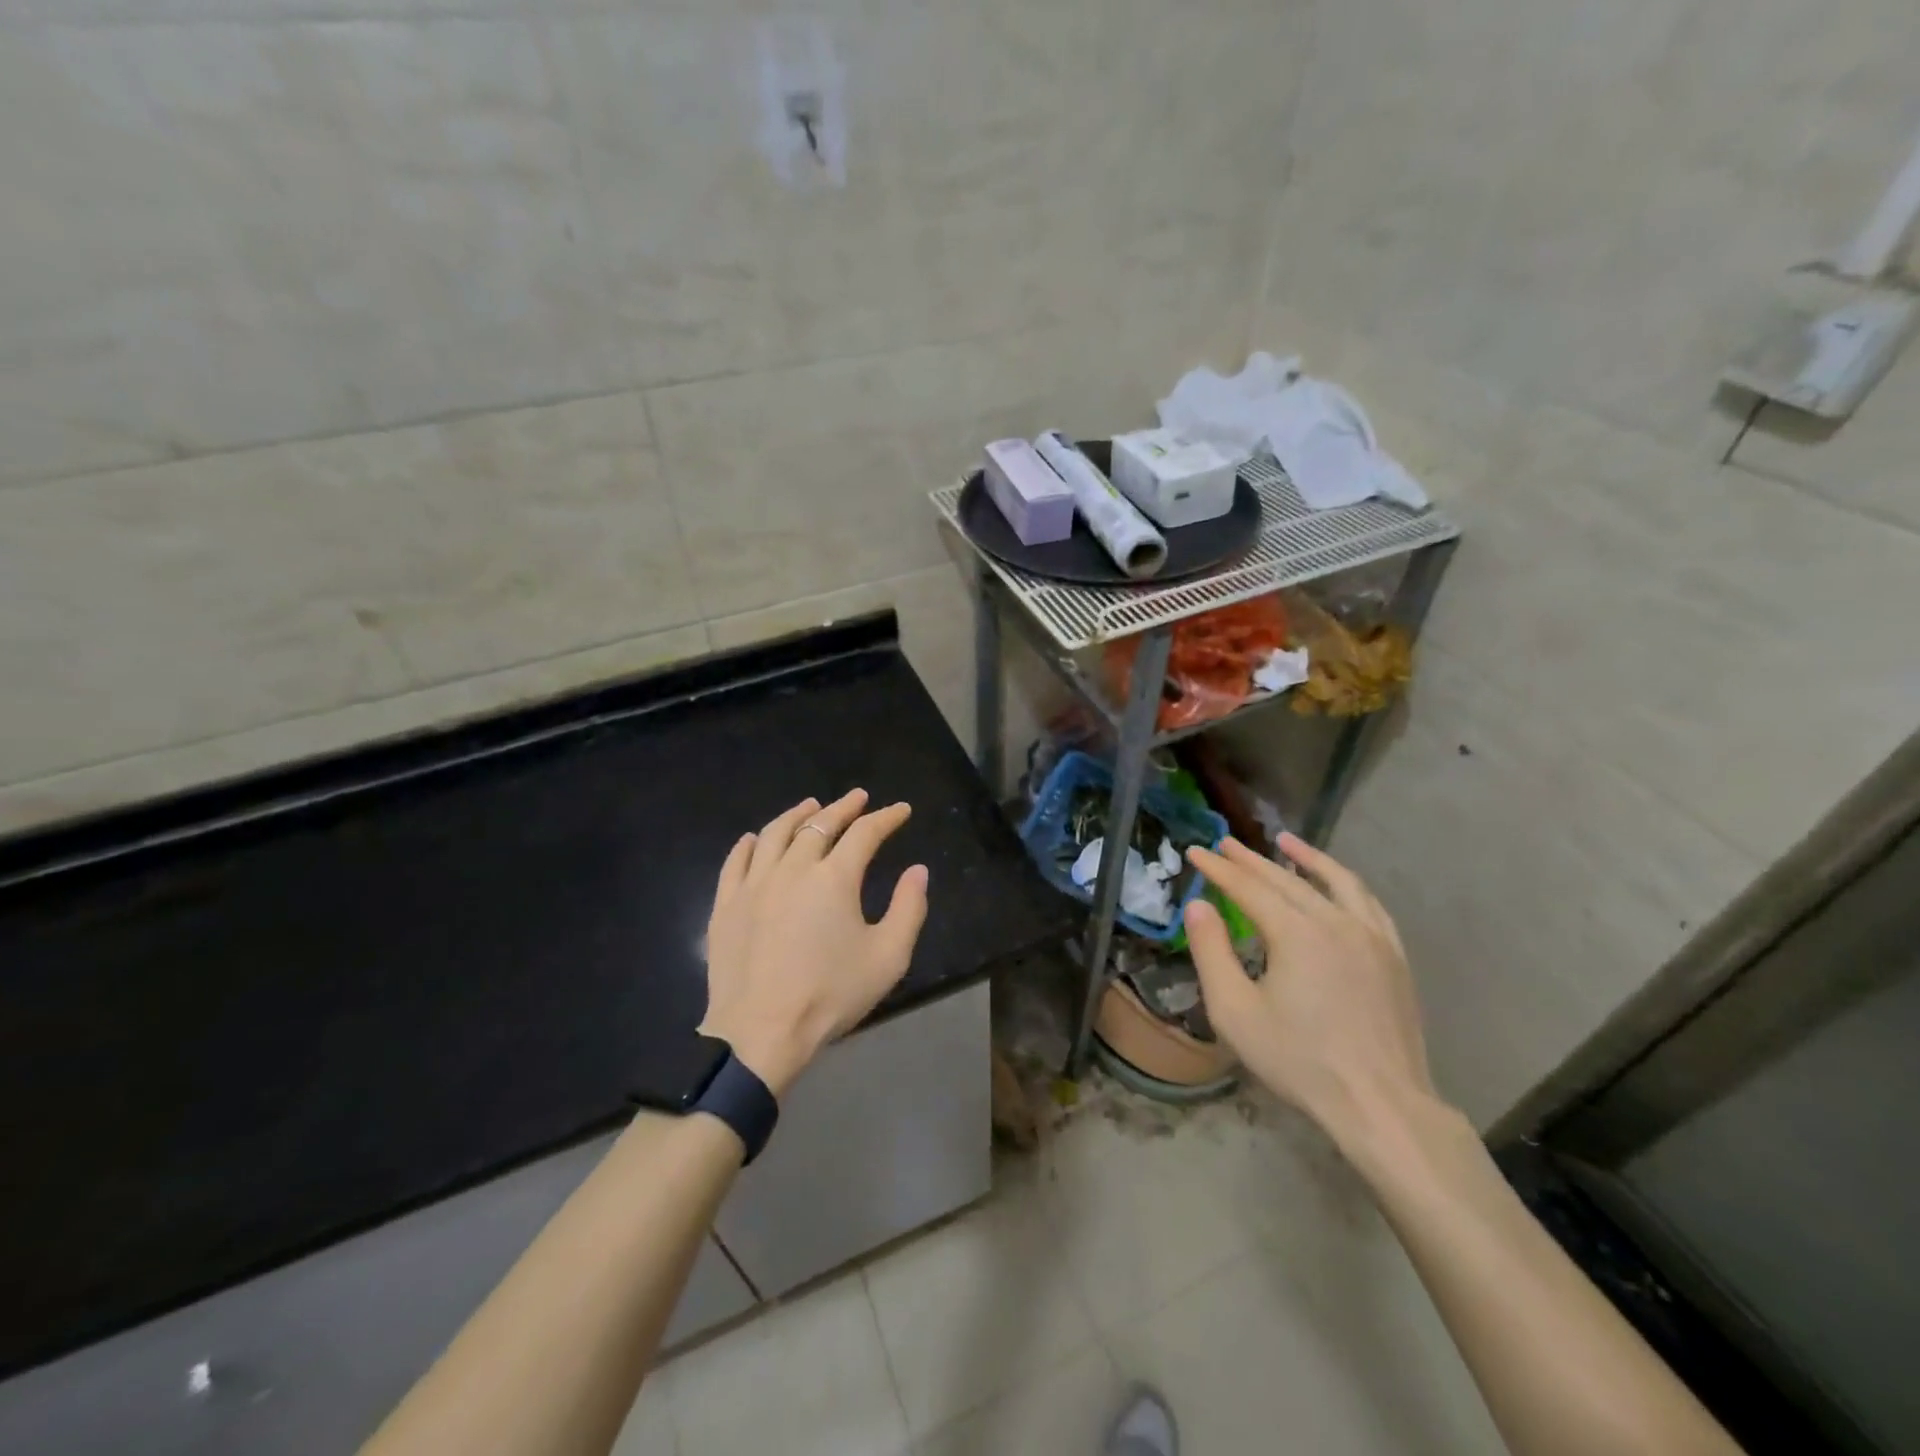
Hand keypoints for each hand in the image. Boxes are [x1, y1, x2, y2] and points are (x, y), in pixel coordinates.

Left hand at [700, 790, 929, 1097]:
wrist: (760, 1032)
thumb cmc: (830, 995)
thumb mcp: (888, 957)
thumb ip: (909, 909)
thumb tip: (917, 871)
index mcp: (834, 878)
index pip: (865, 833)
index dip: (886, 818)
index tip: (900, 810)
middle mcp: (792, 868)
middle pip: (819, 825)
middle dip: (843, 807)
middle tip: (858, 798)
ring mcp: (754, 884)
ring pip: (775, 833)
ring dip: (797, 815)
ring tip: (810, 806)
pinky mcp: (726, 905)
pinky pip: (735, 861)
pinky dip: (750, 843)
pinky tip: (755, 838)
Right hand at [1182, 833, 1440, 1151]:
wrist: (1381, 1105)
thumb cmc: (1299, 1061)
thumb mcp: (1235, 1011)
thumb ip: (1211, 952)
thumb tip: (1198, 906)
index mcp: (1296, 933)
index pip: (1249, 887)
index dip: (1218, 868)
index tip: (1196, 851)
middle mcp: (1336, 922)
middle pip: (1287, 880)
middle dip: (1252, 859)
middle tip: (1225, 843)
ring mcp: (1373, 937)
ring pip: (1337, 882)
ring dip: (1307, 858)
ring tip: (1285, 841)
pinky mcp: (1395, 957)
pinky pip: (1368, 904)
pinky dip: (1345, 884)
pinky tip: (1337, 884)